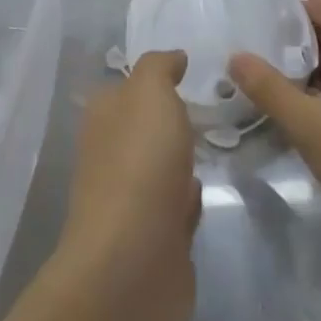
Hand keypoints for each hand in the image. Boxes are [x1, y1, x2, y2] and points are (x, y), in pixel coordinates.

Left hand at [52, 51, 197, 320]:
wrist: (134, 262)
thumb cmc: (141, 164)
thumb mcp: (149, 94)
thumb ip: (158, 68)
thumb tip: (173, 57)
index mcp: (104, 119)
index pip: (126, 89)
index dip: (153, 79)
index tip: (189, 72)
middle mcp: (112, 157)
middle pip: (144, 130)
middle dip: (170, 121)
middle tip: (213, 107)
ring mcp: (131, 202)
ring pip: (161, 169)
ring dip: (181, 161)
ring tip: (216, 144)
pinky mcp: (155, 241)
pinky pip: (175, 211)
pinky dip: (188, 201)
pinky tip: (204, 193)